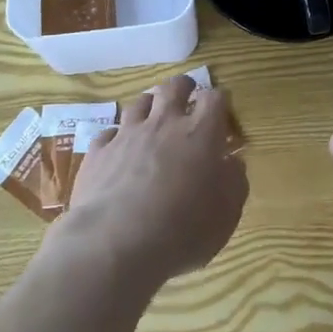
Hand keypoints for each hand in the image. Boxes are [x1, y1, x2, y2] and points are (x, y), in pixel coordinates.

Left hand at [63, 75, 246, 284]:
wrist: (113, 244)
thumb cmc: (181, 230)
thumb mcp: (226, 214)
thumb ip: (234, 182)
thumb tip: (233, 162)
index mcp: (200, 133)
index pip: (214, 98)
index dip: (219, 101)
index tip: (221, 110)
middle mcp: (164, 124)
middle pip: (173, 88)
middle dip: (183, 87)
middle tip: (187, 96)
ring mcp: (127, 135)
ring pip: (139, 103)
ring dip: (149, 106)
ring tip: (153, 116)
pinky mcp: (98, 152)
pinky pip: (108, 133)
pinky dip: (116, 136)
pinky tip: (118, 148)